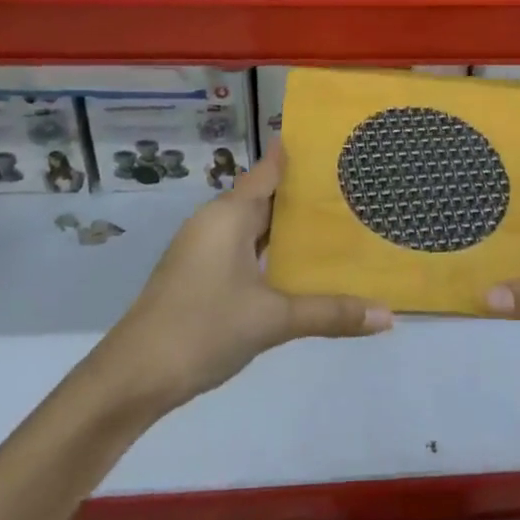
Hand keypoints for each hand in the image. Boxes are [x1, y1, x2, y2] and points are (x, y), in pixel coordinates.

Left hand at [95, 144, 392, 408]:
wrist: (131, 379)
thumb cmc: (202, 329)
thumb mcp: (272, 319)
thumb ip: (330, 313)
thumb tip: (387, 315)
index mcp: (229, 214)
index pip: (270, 168)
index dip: (300, 153)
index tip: (337, 141)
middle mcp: (215, 221)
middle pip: (265, 195)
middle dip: (304, 192)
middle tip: (354, 185)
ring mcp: (203, 248)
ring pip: (254, 224)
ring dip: (287, 224)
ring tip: (336, 222)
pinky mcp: (199, 274)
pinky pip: (244, 246)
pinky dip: (271, 248)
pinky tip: (298, 264)